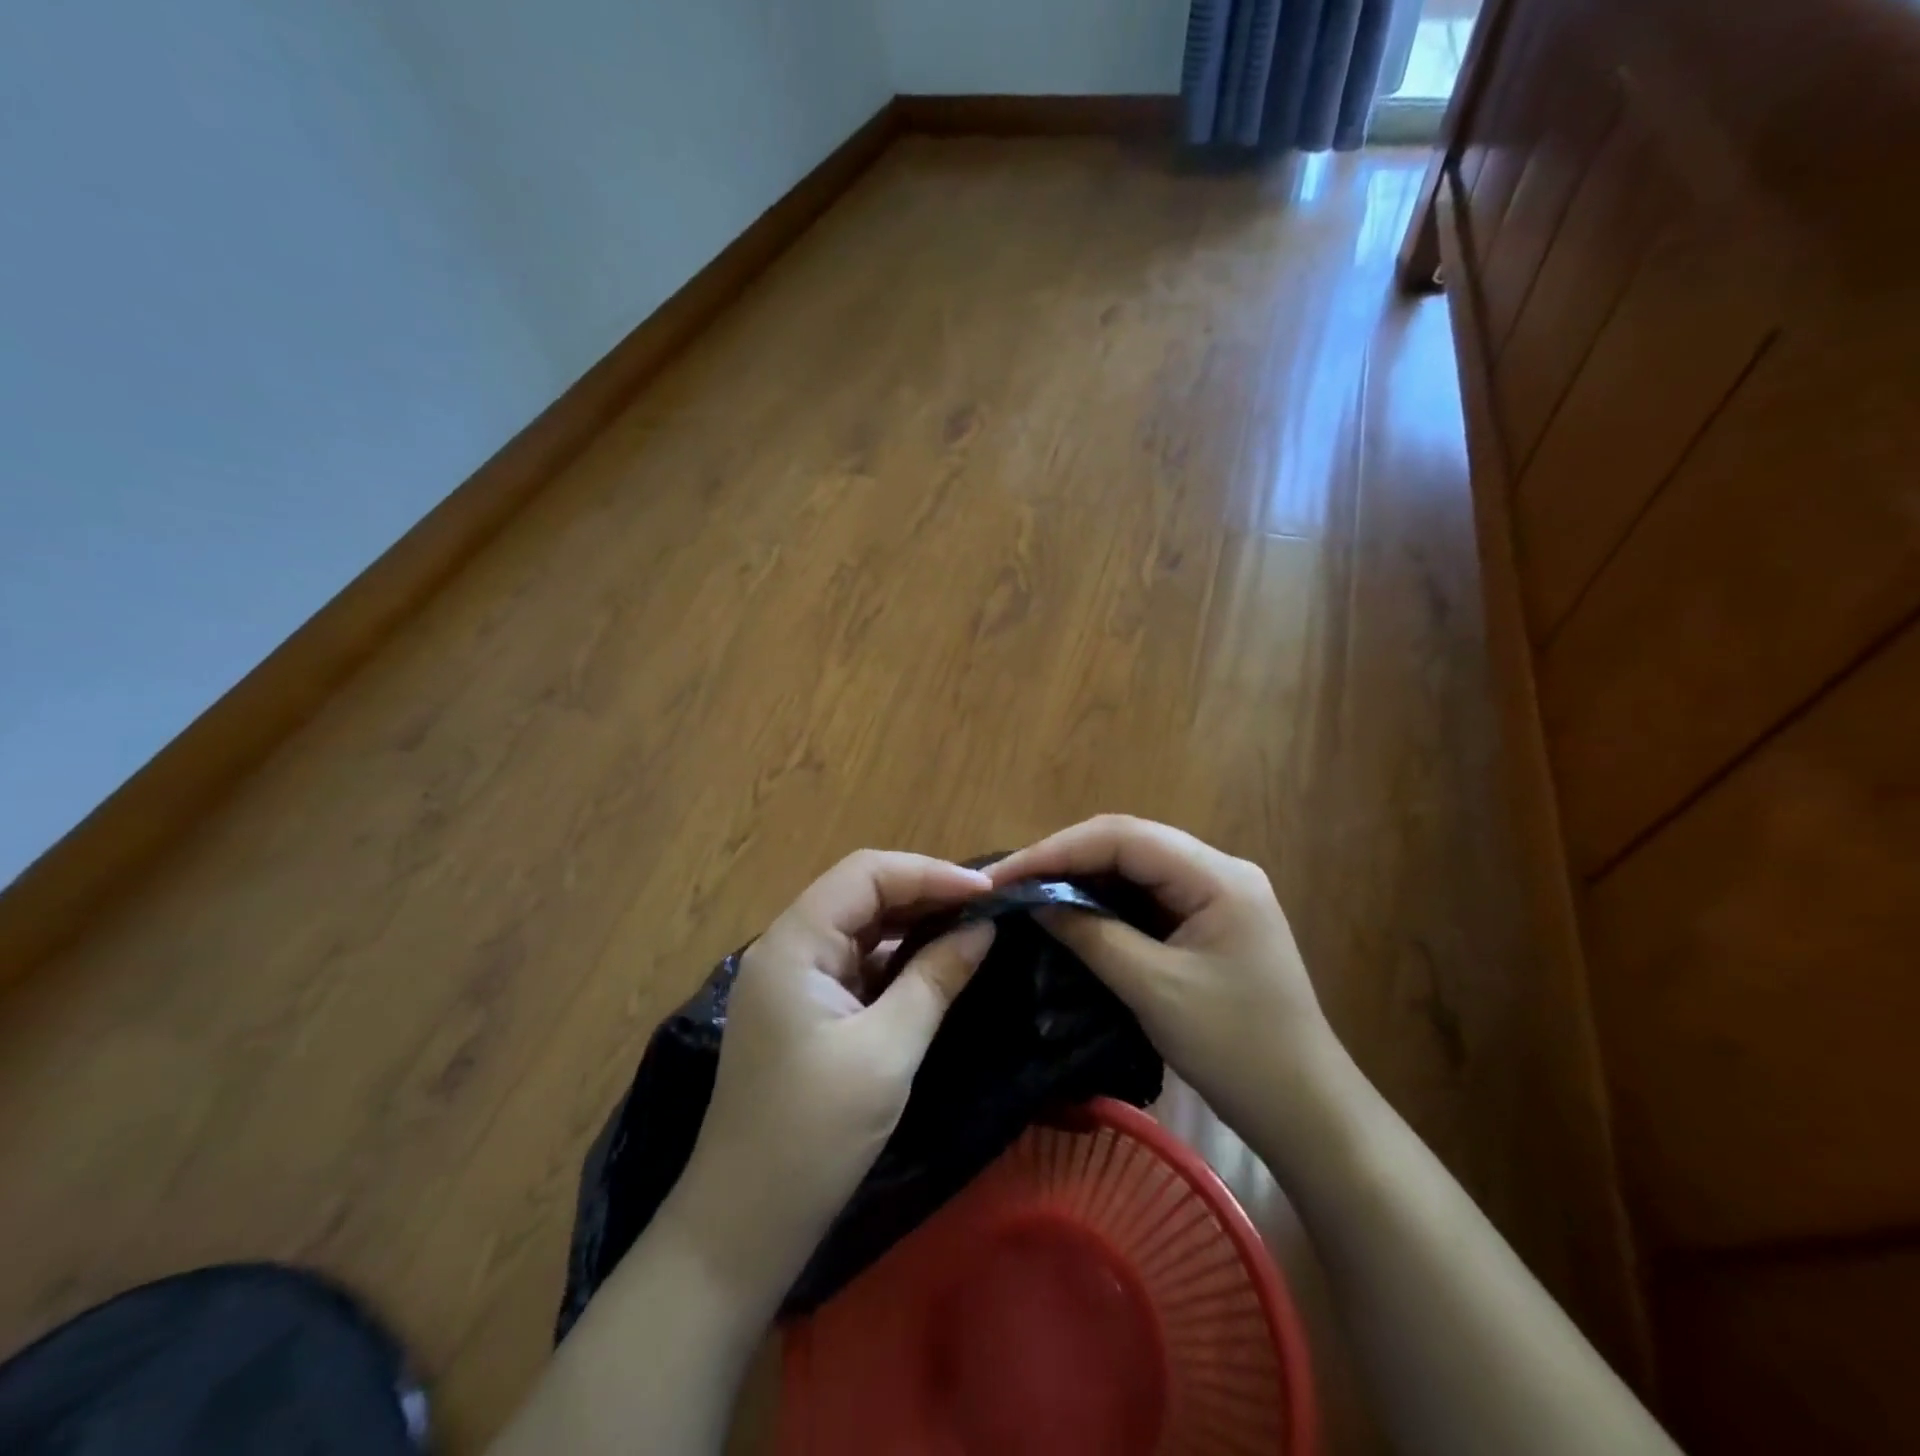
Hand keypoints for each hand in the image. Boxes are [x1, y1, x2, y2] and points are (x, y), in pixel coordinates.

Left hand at [664, 851, 995, 1304]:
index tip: (989, 892)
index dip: (929, 872)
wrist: (742, 1229)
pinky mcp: (805, 1010)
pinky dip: (898, 958)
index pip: (865, 873)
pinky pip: (858, 963)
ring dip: (915, 923)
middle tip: (990, 907)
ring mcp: (794, 980)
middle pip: (861, 892)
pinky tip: (936, 964)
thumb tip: (983, 928)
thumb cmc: (813, 1136)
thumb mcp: (887, 1052)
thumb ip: (935, 979)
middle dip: (926, 892)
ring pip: (861, 926)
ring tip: (973, 927)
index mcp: (794, 943)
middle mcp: (788, 947)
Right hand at [987, 816, 1337, 1148]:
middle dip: (1066, 857)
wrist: (1306, 1111)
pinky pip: (1148, 894)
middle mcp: (1219, 870)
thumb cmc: (1236, 1050)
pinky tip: (1073, 910)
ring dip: (1083, 876)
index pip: (1123, 838)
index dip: (1058, 850)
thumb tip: (1033, 901)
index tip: (1006, 874)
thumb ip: (1091, 935)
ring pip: (1135, 866)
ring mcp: (1217, 893)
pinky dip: (1106, 899)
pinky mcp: (1210, 919)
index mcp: (1217, 876)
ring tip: (1031, 891)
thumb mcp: (1154, 990)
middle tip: (1011, 881)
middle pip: (1129, 842)